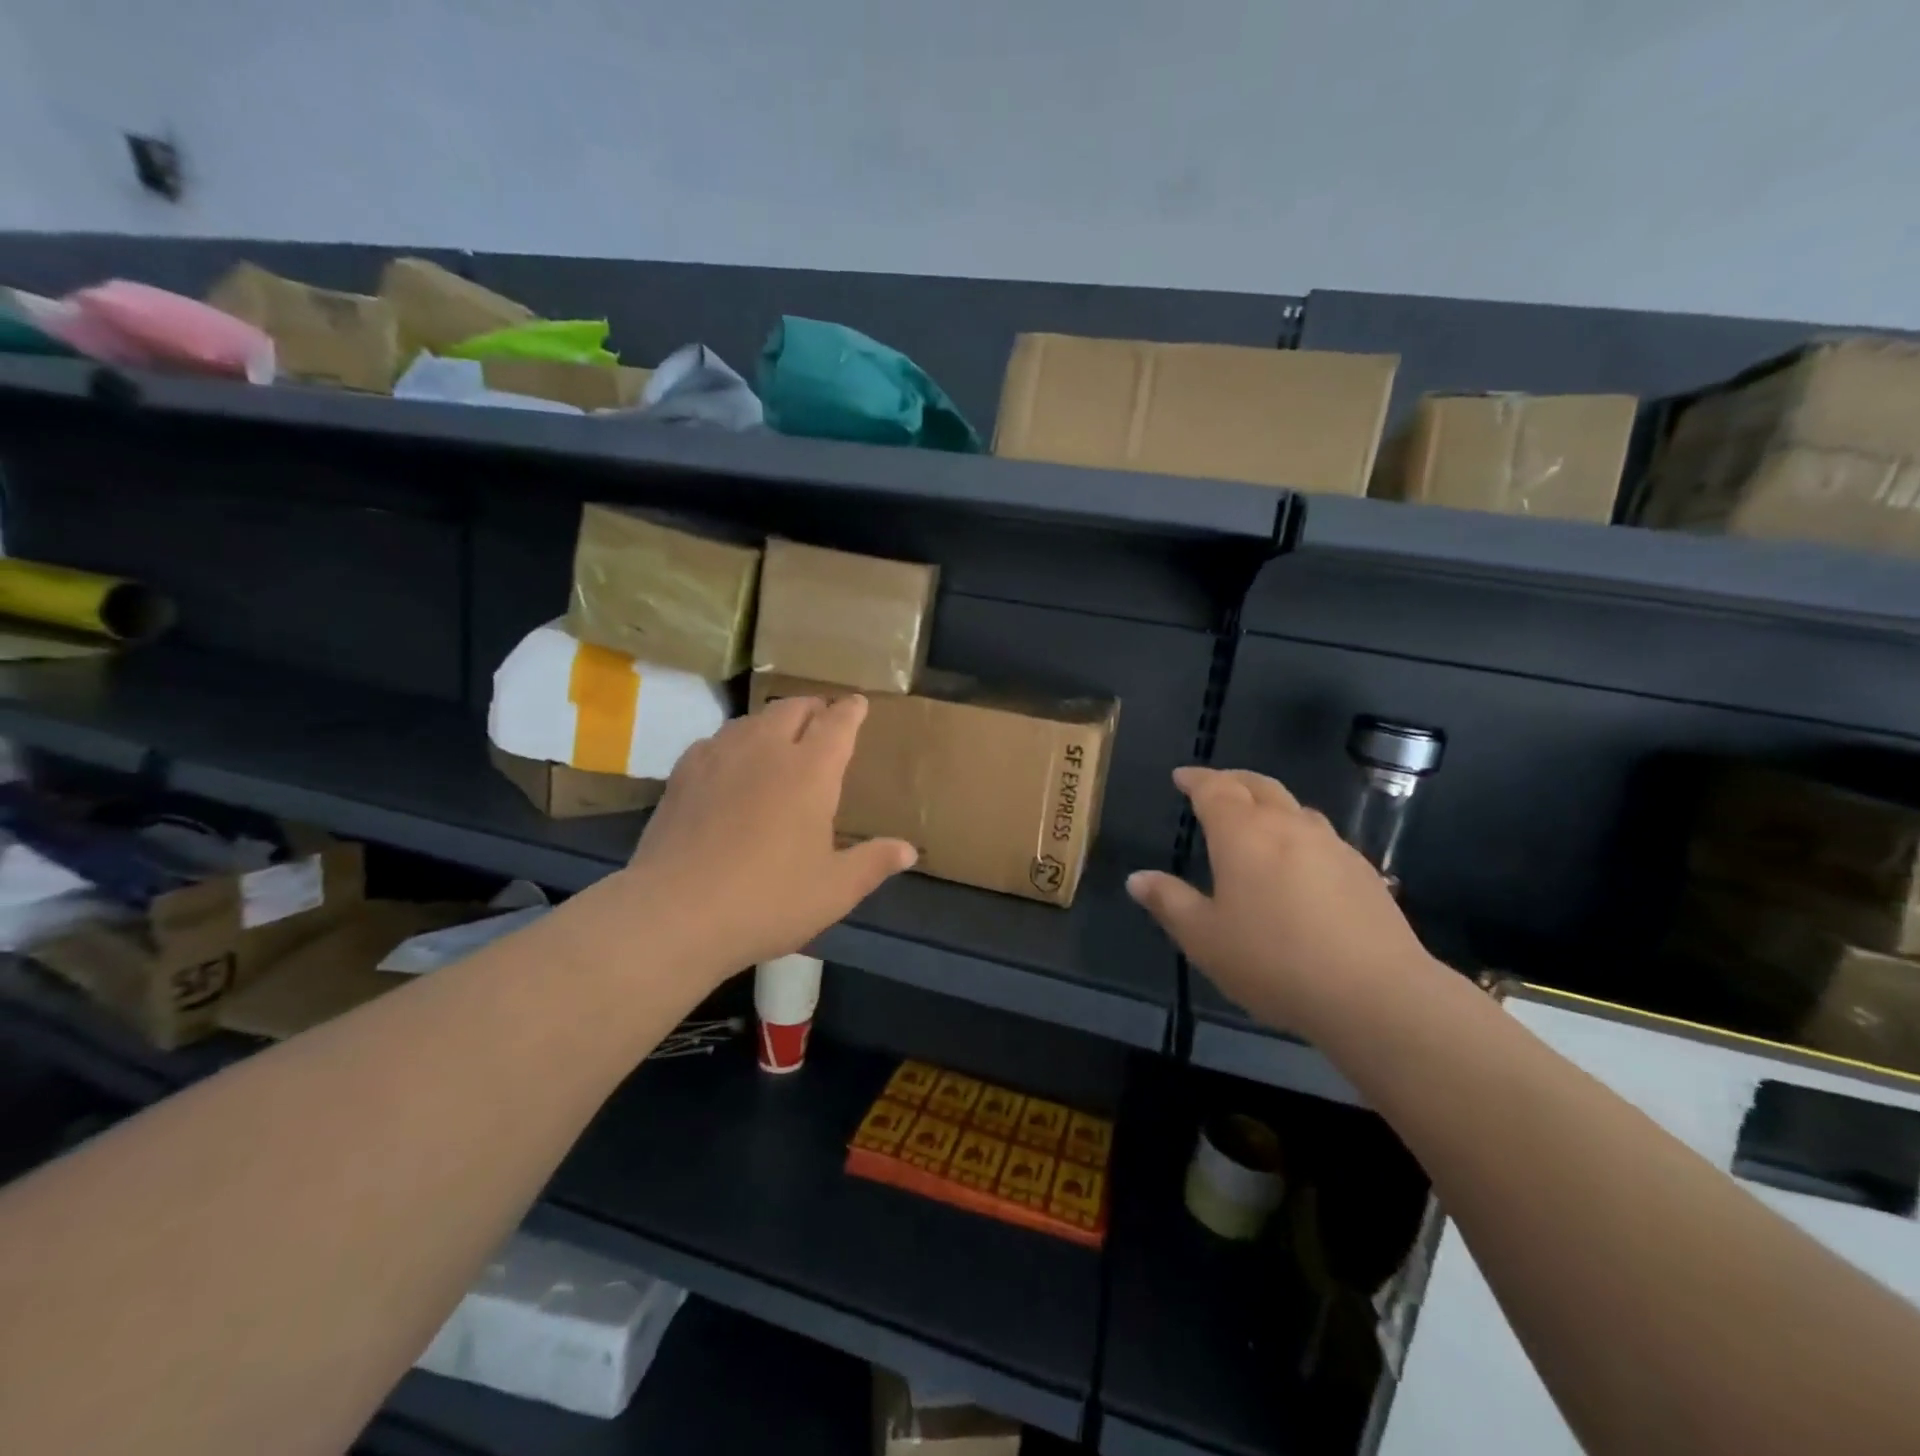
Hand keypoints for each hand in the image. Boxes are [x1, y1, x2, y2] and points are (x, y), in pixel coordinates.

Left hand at [616, 695, 915, 978]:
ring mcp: (719, 757)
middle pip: (792, 708)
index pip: (837, 724)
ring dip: (773, 720)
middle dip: (813, 707)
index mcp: (810, 771)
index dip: (851, 710)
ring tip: (780, 735)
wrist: (676, 913)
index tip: (857, 703)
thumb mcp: (834, 890)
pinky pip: (716, 740)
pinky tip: (730, 762)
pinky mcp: (682, 774)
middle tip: (822, 717)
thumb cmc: (768, 900)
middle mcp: (766, 750)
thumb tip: (908, 850)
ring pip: (751, 719)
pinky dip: (734, 741)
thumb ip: (873, 863)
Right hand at [1126, 767, 1435, 1035]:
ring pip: (1295, 808)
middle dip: (1232, 780)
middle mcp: (1288, 826)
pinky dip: (1299, 834)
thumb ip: (1169, 902)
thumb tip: (1137, 878)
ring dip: (1270, 804)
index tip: (1181, 777)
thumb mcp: (1204, 938)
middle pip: (1258, 786)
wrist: (1375, 993)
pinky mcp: (1363, 872)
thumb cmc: (1273, 961)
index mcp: (1243, 834)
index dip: (1196, 779)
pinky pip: (1322, 837)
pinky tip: (1300, 863)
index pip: (1215, 789)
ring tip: (1256, 821)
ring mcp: (1332, 846)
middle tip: (1214, 786)